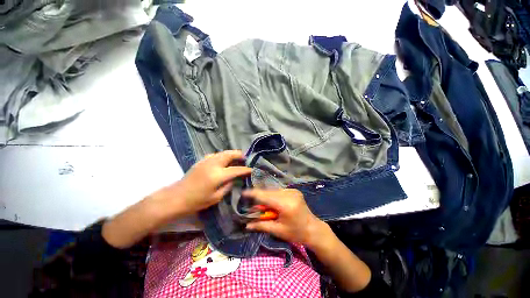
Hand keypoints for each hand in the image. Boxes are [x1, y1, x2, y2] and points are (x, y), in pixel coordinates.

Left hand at [156, 150, 251, 216]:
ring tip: (237, 157)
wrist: (176, 197)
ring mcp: (206, 161)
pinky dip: (222, 155)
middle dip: (239, 155)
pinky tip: (224, 160)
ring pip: (222, 153)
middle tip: (245, 157)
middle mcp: (213, 165)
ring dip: (231, 153)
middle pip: (229, 155)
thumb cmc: (197, 201)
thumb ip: (228, 186)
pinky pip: (215, 155)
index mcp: (218, 175)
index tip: (251, 169)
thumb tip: (234, 179)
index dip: (245, 169)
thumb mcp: (216, 197)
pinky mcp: (201, 161)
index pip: (236, 169)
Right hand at [243, 188, 327, 247]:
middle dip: (259, 197)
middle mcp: (289, 194)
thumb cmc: (296, 233)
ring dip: (266, 196)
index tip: (243, 193)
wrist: (313, 229)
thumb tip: (246, 225)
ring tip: (263, 205)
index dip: (253, 194)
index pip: (265, 196)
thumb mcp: (278, 231)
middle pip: (269, 192)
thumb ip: (262, 225)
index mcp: (285, 204)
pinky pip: (279, 191)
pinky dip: (273, 195)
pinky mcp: (294, 190)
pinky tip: (273, 202)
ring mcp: (293, 190)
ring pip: (273, 190)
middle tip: (252, 203)